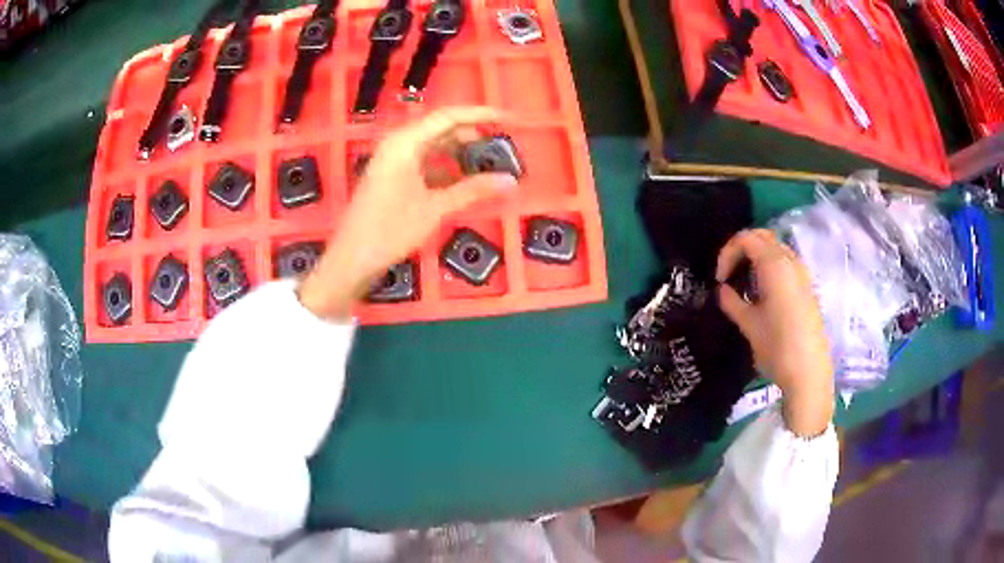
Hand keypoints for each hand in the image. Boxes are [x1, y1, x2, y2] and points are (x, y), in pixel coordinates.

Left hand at [299, 107, 517, 319]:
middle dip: (474, 134)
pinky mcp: (394, 176)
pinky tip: (468, 179)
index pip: (449, 117)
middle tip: (504, 145)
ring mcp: (395, 160)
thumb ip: (473, 190)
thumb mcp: (435, 209)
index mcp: (405, 142)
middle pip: (442, 129)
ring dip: (462, 152)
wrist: (352, 259)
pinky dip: (448, 167)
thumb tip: (511, 181)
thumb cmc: (390, 230)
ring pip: (435, 146)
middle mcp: (399, 144)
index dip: (481, 115)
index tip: (510, 119)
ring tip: (491, 162)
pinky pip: (426, 162)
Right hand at [716, 229, 833, 436]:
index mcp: (774, 265)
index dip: (727, 253)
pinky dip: (769, 266)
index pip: (746, 239)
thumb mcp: (749, 326)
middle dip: (741, 248)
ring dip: (756, 256)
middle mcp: (790, 261)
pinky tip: (762, 292)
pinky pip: (785, 263)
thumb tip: (723, 290)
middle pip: (762, 237)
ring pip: (776, 248)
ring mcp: (802, 273)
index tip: (719, 279)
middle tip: (729, 273)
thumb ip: (733, 302)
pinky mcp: (807, 287)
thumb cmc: (777, 348)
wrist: (809, 372)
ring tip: (744, 282)